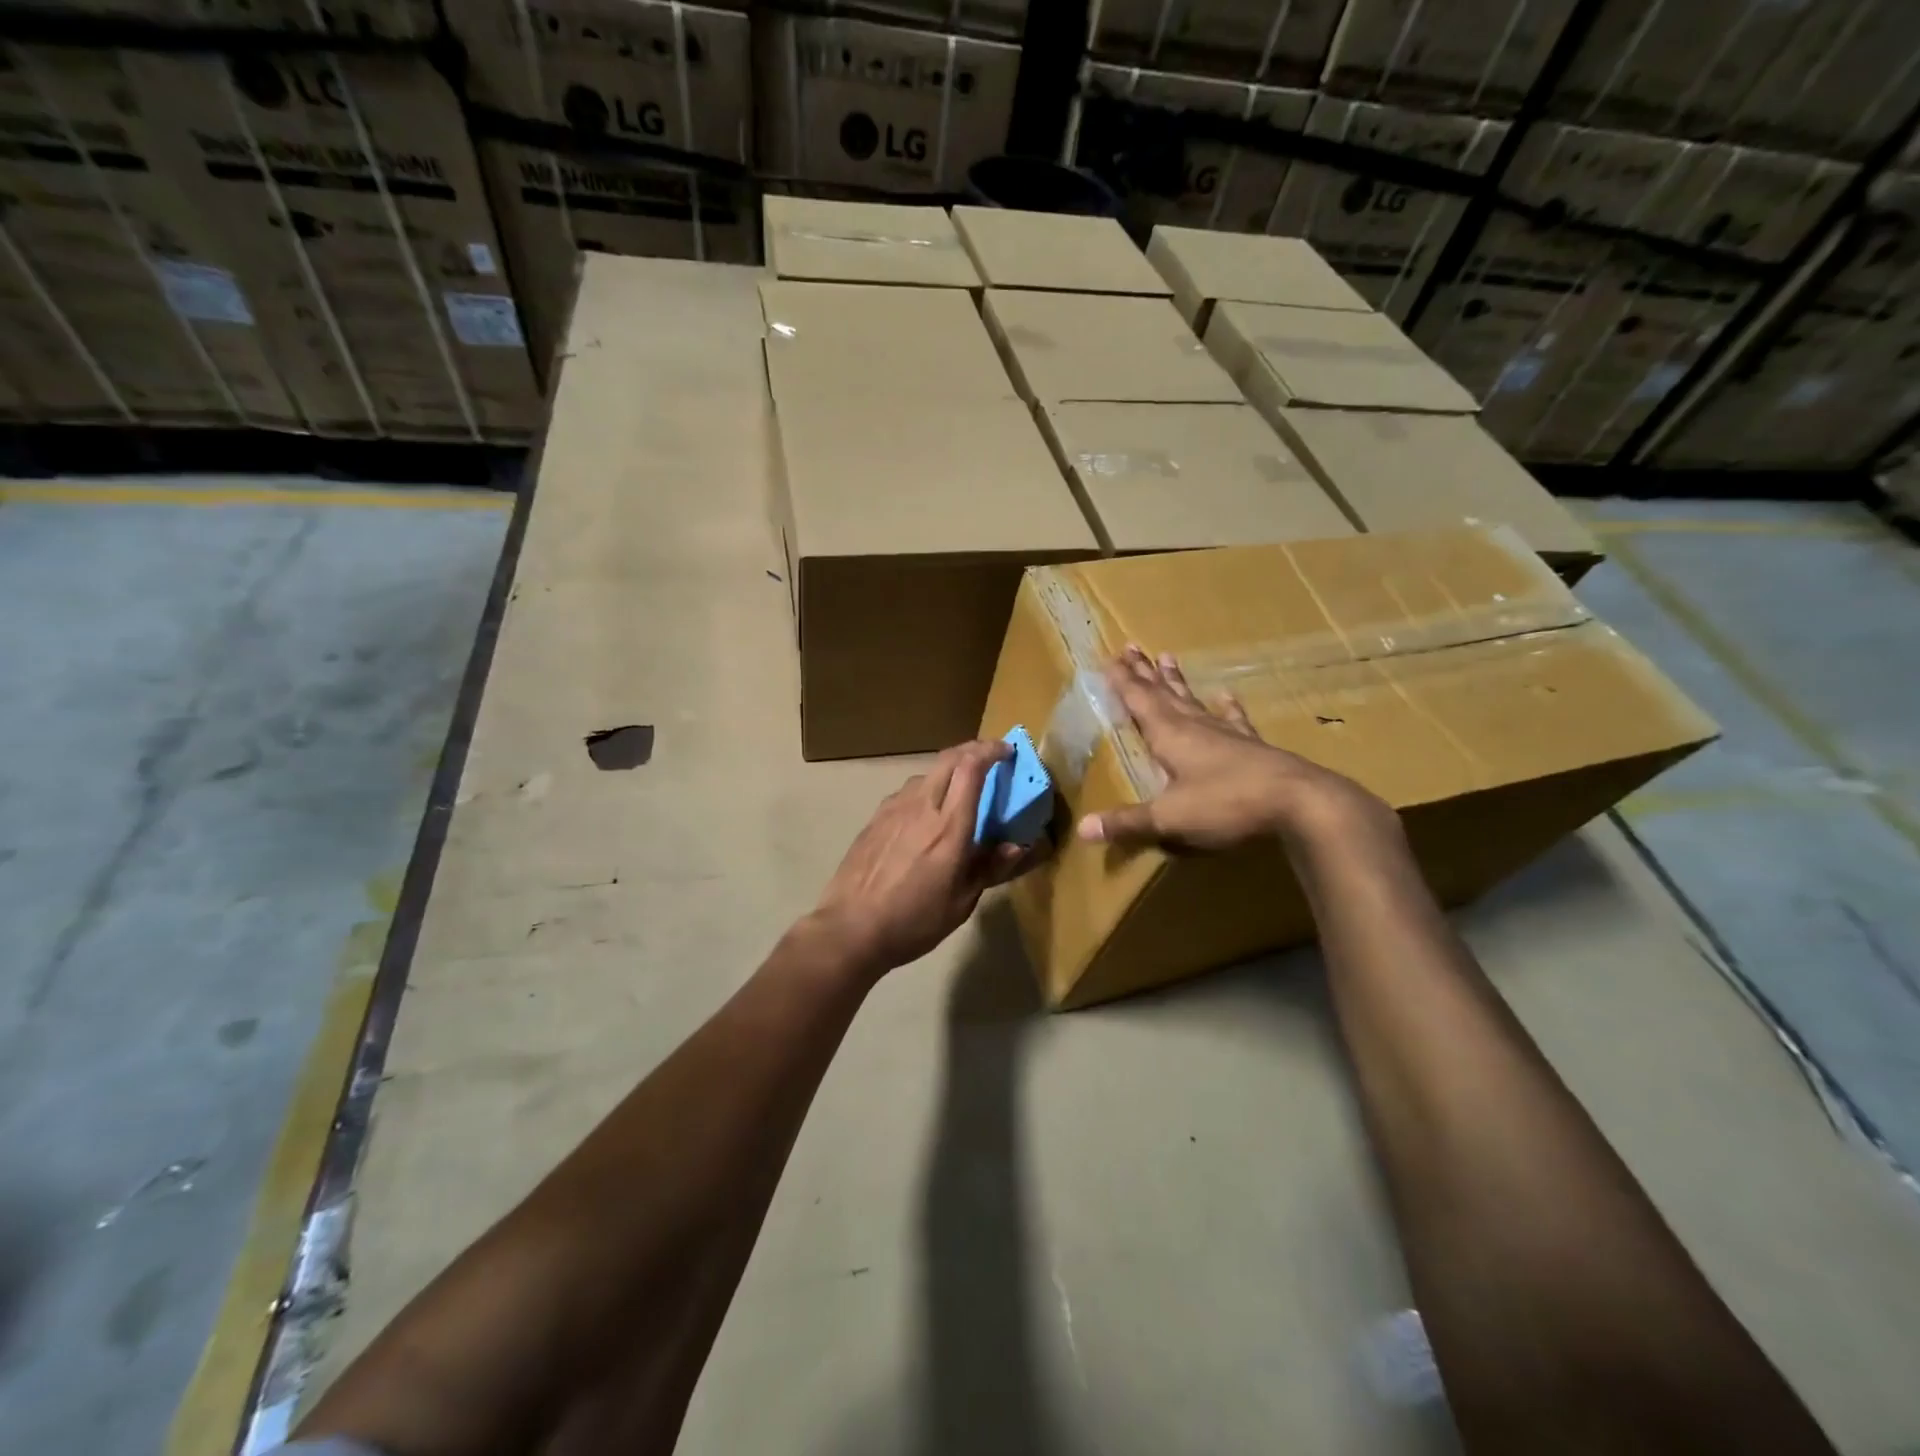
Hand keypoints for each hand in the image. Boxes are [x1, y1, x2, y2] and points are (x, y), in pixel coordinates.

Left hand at [809, 740, 1034, 977]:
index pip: (971, 768)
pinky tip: (925, 816)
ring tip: (958, 792)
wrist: (850, 928)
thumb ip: (989, 868)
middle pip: (948, 758)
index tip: (1007, 752)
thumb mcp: (961, 903)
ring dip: (947, 772)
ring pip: (926, 774)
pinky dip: (925, 791)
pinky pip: (907, 793)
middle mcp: (921, 807)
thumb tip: (1016, 846)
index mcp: (949, 827)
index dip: (991, 751)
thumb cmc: (913, 921)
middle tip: (989, 759)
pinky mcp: (875, 819)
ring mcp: (893, 809)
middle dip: (972, 750)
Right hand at [1077, 645, 1398, 853]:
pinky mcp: (1252, 746)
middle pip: (1163, 694)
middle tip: (1131, 647)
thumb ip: (1127, 823)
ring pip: (1194, 700)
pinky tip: (1226, 694)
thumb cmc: (1226, 804)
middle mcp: (1195, 726)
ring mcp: (1226, 733)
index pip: (1139, 702)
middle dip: (1144, 673)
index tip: (1109, 658)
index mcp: (1170, 736)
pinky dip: (1228, 707)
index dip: (1123, 682)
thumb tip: (1083, 829)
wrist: (1297, 803)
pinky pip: (1235, 719)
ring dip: (1177, 681)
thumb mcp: (1169, 818)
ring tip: (1167, 657)